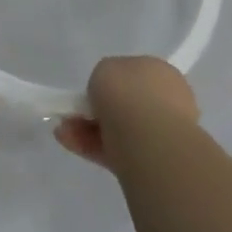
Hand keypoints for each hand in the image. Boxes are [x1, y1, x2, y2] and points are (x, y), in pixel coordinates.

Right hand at [55, 56, 200, 170]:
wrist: (149, 141)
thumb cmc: (128, 94)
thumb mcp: (105, 68)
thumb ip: (105, 77)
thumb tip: (107, 91)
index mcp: (163, 73)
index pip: (134, 75)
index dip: (110, 83)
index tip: (90, 91)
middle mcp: (167, 103)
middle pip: (125, 105)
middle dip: (96, 109)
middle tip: (72, 114)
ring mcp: (162, 135)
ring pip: (118, 129)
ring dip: (88, 128)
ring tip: (63, 131)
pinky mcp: (151, 163)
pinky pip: (117, 151)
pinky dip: (92, 146)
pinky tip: (69, 142)